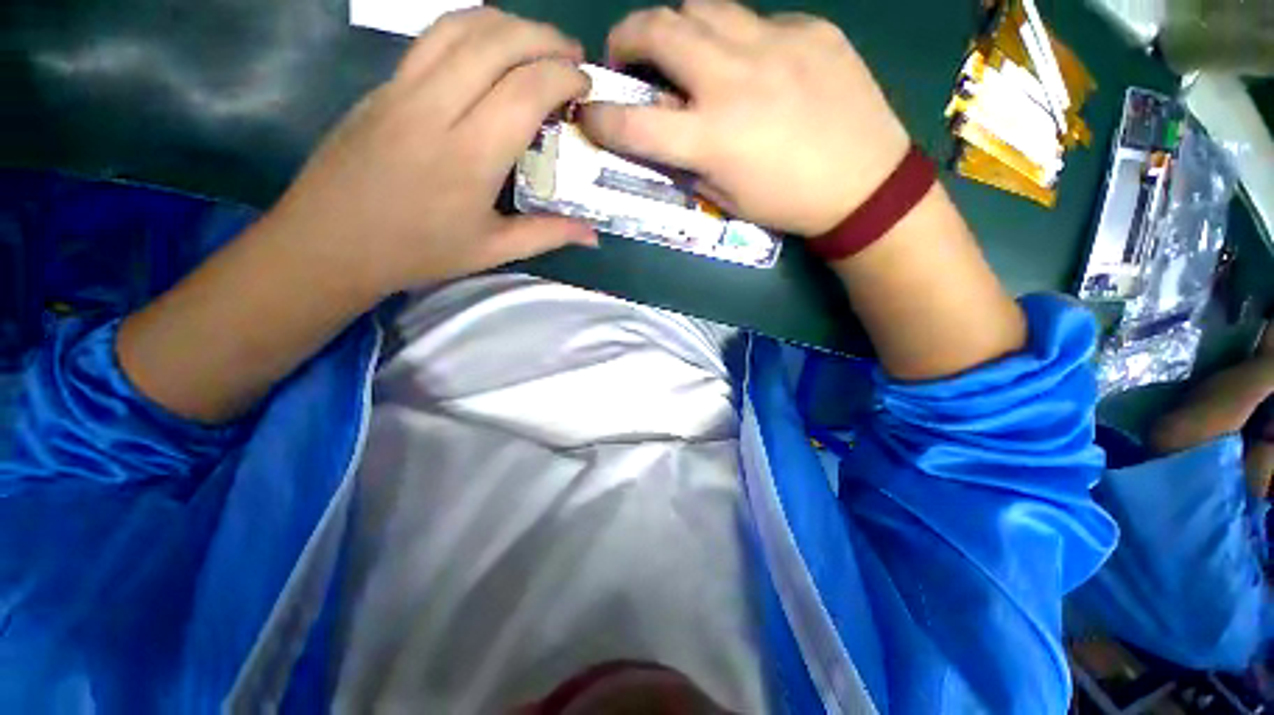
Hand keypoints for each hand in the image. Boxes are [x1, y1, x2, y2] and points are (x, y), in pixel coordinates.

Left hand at [267, 8, 596, 296]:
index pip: (524, 90)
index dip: (562, 76)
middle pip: (495, 41)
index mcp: (468, 157)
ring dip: (508, 23)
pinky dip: (472, 28)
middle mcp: (435, 109)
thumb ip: (547, 235)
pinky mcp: (383, 85)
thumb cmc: (418, 252)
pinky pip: (432, 37)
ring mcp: (402, 88)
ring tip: (536, 41)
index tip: (585, 85)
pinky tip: (490, 46)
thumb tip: (593, 236)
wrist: (330, 242)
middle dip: (543, 37)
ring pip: (460, 26)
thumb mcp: (491, 251)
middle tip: (571, 55)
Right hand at [579, 0, 910, 236]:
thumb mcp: (725, 197)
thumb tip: (661, 132)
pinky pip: (754, 20)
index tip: (590, 114)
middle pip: (658, 29)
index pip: (633, 124)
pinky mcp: (809, 28)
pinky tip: (750, 64)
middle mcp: (733, 79)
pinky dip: (734, 39)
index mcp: (711, 138)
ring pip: (702, 7)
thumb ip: (687, 161)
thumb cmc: (787, 203)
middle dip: (627, 37)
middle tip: (627, 56)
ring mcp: (774, 43)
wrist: (864, 182)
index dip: (600, 118)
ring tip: (683, 52)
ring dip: (678, 27)